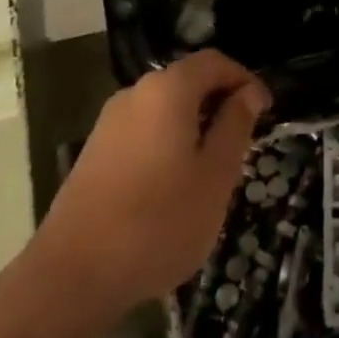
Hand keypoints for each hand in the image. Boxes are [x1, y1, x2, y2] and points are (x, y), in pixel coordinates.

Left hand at [36, 51, 268, 310]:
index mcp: (168, 90)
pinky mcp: (94, 151)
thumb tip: (248, 93)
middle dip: (220, 103)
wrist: (72, 276)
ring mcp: (109, 122)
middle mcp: (135, 94)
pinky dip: (168, 142)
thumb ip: (235, 126)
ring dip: (194, 125)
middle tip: (243, 142)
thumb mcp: (216, 176)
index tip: (266, 112)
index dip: (245, 79)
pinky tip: (174, 185)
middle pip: (188, 81)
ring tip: (212, 167)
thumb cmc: (159, 222)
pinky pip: (143, 130)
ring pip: (165, 108)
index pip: (215, 62)